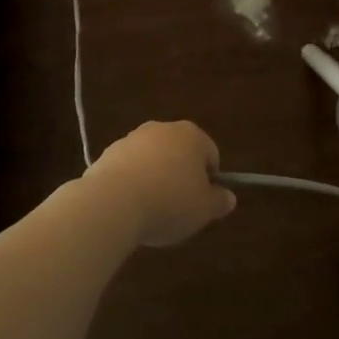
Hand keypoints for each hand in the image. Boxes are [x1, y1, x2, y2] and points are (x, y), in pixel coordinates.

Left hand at [85, 120, 235, 247]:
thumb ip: (219, 201)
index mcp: (191, 135)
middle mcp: (163, 128)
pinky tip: (129, 206)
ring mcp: (133, 138)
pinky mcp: (109, 153)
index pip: (210, 154)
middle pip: (180, 153)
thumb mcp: (203, 210)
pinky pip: (129, 169)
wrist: (112, 202)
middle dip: (181, 177)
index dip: (210, 180)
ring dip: (155, 179)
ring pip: (153, 159)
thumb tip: (229, 197)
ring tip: (151, 210)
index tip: (202, 204)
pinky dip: (132, 183)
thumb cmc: (169, 202)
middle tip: (179, 208)